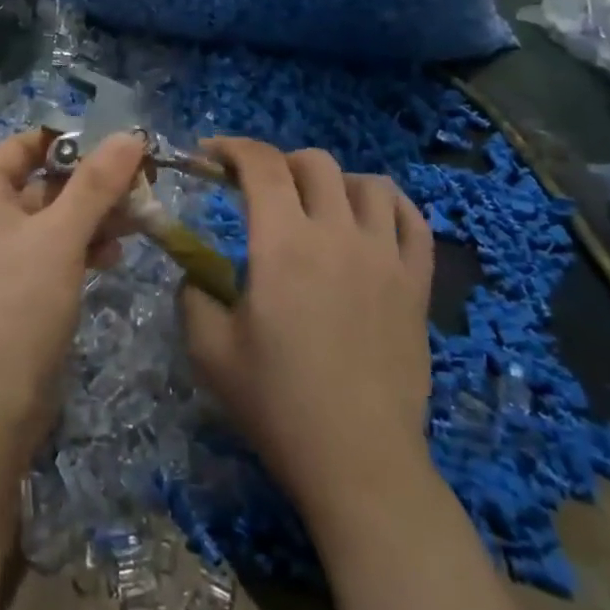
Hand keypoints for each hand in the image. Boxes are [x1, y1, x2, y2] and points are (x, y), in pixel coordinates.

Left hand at [0, 129, 144, 449]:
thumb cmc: (16, 306)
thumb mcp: (60, 237)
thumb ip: (96, 183)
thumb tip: (129, 134)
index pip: (28, 144)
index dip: (74, 140)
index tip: (122, 145)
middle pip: (45, 180)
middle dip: (94, 184)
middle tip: (144, 185)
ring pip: (54, 218)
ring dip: (94, 217)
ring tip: (138, 221)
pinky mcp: (16, 288)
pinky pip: (52, 251)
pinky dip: (82, 248)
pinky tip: (113, 258)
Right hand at [182, 139, 435, 524]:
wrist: (359, 462)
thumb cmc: (278, 404)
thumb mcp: (210, 351)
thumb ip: (192, 295)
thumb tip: (194, 272)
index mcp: (283, 243)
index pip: (260, 164)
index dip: (231, 147)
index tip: (211, 155)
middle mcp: (337, 234)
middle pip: (313, 163)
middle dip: (278, 164)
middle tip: (259, 191)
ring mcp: (385, 256)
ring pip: (368, 182)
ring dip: (334, 182)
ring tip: (316, 207)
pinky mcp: (417, 283)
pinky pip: (411, 220)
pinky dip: (387, 206)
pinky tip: (367, 222)